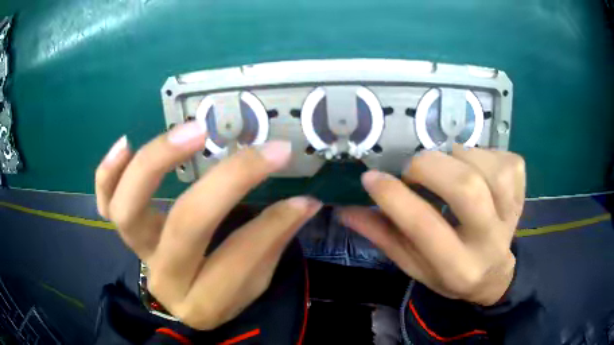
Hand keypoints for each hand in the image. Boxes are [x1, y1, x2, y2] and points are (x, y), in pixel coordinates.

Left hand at [95, 122, 321, 329]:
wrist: (187, 296)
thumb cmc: (224, 290)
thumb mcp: (254, 281)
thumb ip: (272, 241)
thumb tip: (303, 203)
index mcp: (204, 302)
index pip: (238, 258)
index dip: (273, 224)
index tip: (303, 198)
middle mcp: (164, 279)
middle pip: (184, 227)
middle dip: (226, 183)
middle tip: (259, 150)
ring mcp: (137, 252)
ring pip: (128, 210)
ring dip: (156, 164)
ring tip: (192, 132)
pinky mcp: (125, 231)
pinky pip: (104, 201)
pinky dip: (107, 173)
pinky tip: (126, 142)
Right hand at [340, 146, 524, 305]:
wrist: (494, 274)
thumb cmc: (451, 274)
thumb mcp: (414, 266)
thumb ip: (384, 237)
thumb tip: (347, 209)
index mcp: (458, 267)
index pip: (425, 227)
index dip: (394, 197)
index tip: (371, 178)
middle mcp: (489, 242)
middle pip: (466, 188)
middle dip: (430, 167)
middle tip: (413, 168)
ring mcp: (512, 216)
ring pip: (491, 169)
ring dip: (460, 157)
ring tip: (447, 167)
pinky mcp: (523, 195)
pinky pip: (508, 161)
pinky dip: (487, 154)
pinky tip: (477, 168)